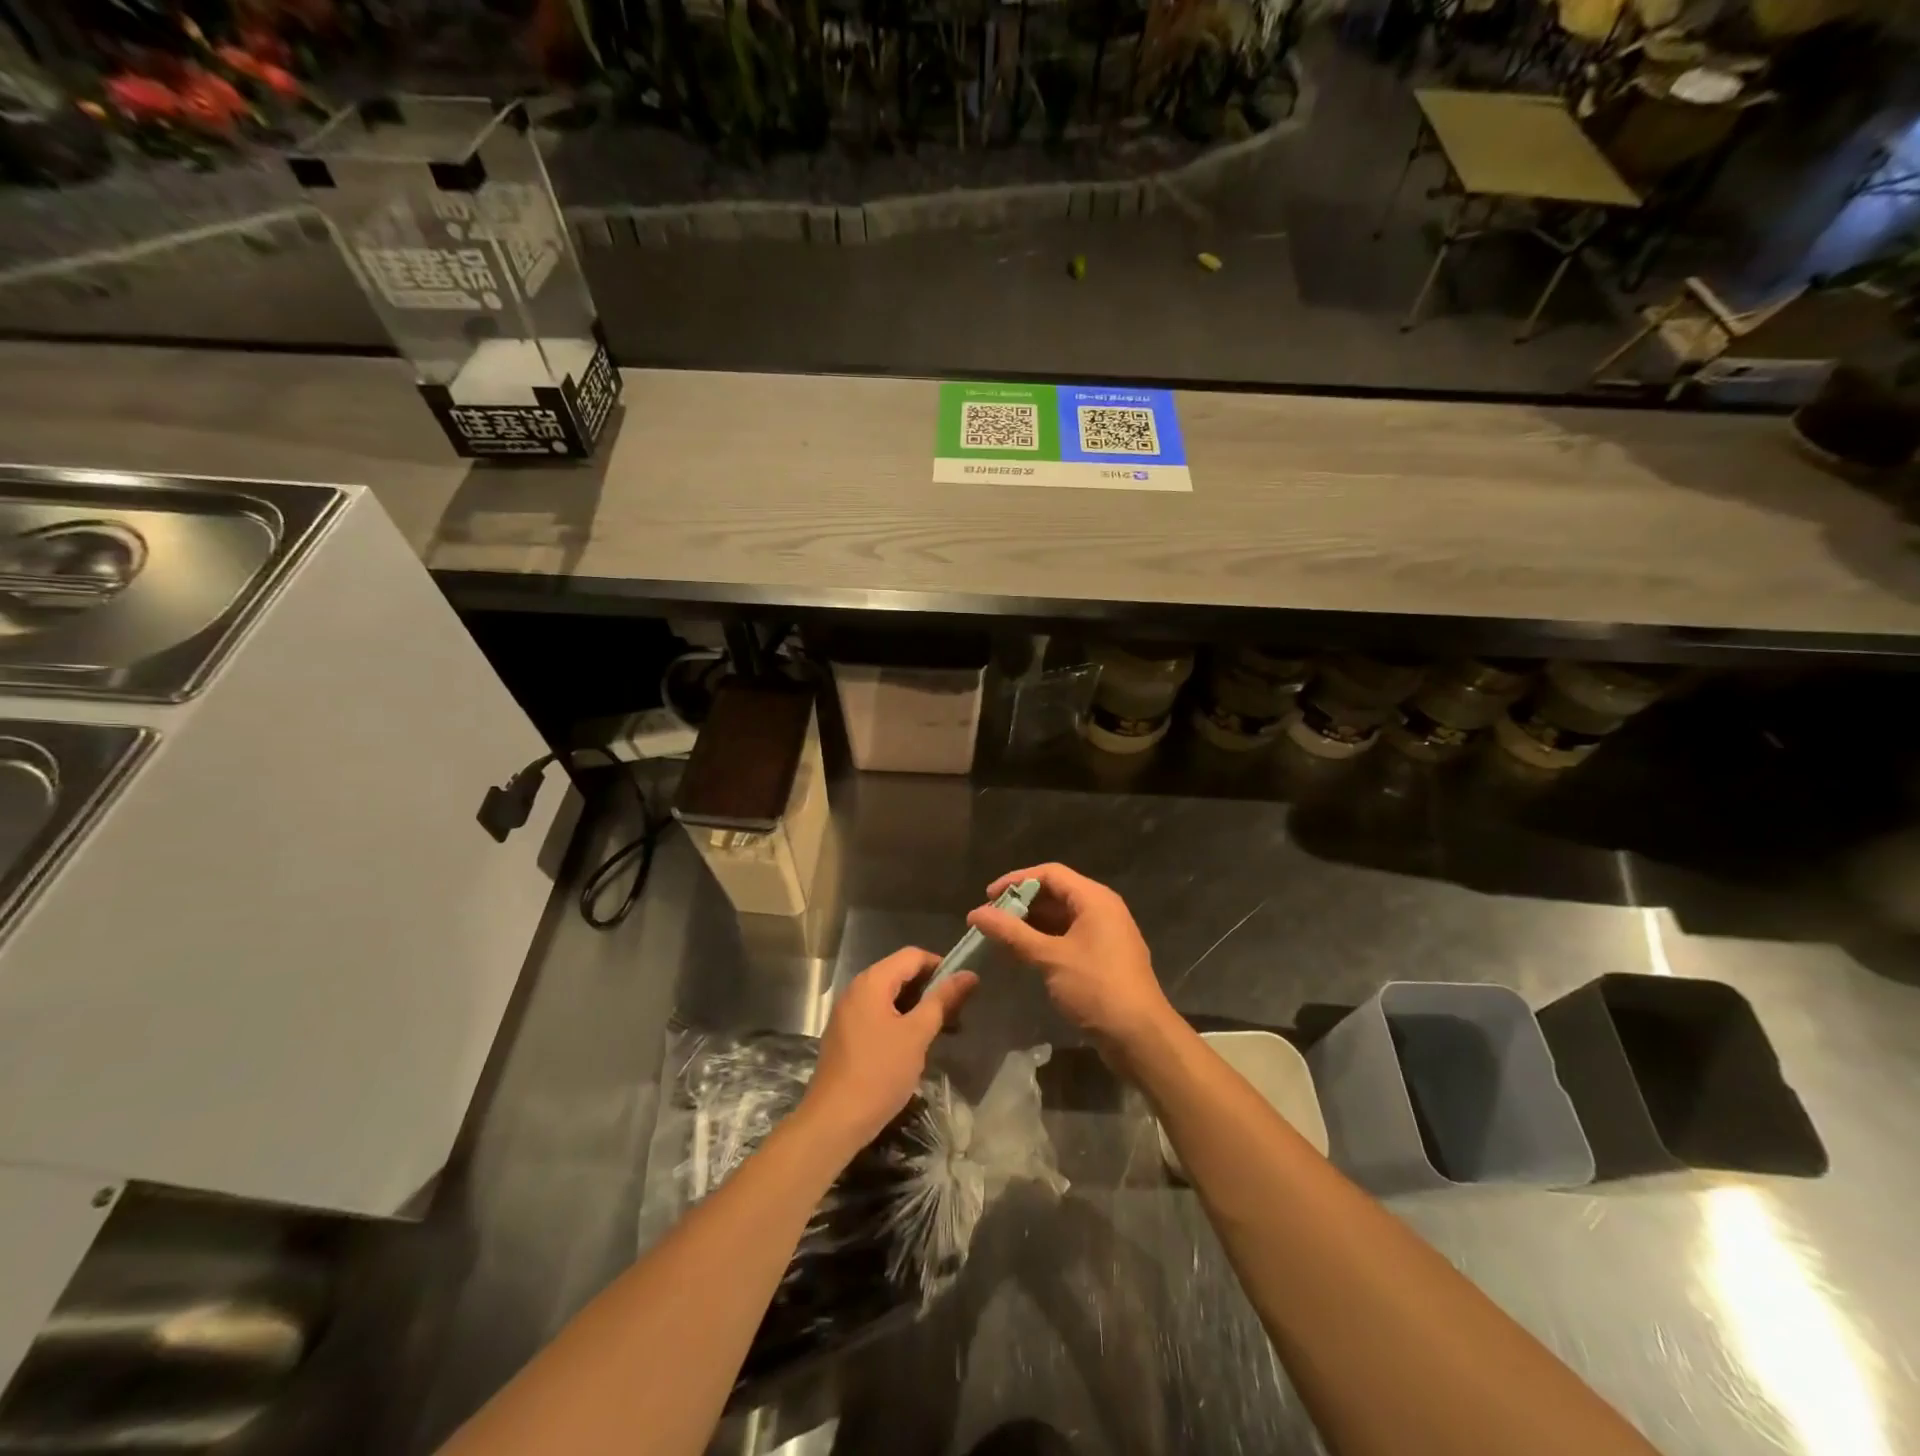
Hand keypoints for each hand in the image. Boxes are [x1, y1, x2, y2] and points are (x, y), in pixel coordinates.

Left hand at [802, 948, 977, 1152]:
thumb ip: (942, 1000)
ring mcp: (848, 1012)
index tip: (963, 988)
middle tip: (958, 1012)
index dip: (941, 966)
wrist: (834, 1121)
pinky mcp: (846, 1034)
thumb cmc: (879, 1072)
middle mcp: (857, 989)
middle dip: (931, 989)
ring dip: (918, 1007)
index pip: (913, 955)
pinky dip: (900, 1020)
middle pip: (901, 973)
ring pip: (891, 997)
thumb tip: (969, 974)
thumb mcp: (917, 1034)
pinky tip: (917, 1044)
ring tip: (943, 1030)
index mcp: (872, 981)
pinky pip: (879, 1014)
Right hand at [967, 863, 1176, 1051]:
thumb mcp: (1050, 958)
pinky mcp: (1104, 957)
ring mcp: (1106, 934)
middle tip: (991, 919)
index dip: (1016, 880)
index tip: (988, 896)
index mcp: (1094, 899)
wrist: (1140, 1036)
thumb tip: (976, 913)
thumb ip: (1012, 933)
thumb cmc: (1096, 988)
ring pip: (1062, 917)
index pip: (1050, 873)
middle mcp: (1102, 909)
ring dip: (1031, 924)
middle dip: (1022, 903)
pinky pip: (1069, 936)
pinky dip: (1045, 940)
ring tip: (1001, 937)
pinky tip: (1024, 955)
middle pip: (1056, 893)